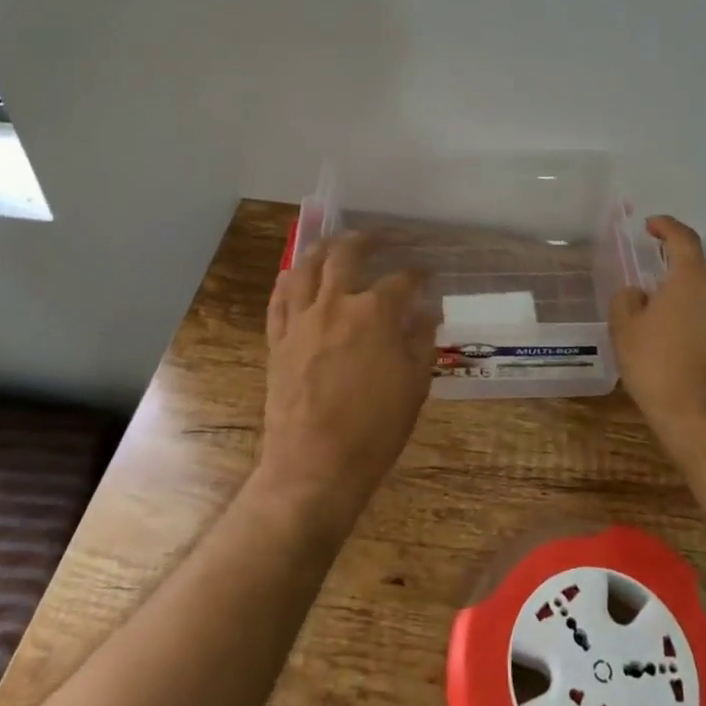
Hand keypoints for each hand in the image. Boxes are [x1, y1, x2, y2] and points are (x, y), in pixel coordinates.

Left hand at [257, 233, 436, 537]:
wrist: (314, 467)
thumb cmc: (374, 430)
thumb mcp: (414, 385)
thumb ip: (421, 341)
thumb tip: (427, 312)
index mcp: (375, 314)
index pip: (401, 281)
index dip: (416, 275)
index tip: (425, 274)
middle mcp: (335, 305)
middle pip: (345, 256)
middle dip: (362, 241)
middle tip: (372, 238)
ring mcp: (301, 321)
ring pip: (305, 268)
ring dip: (319, 250)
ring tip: (330, 243)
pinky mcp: (278, 341)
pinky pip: (278, 300)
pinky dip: (286, 281)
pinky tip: (291, 274)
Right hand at [611, 216, 705, 451]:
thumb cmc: (660, 369)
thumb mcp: (625, 331)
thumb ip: (627, 301)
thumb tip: (639, 294)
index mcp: (692, 282)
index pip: (683, 239)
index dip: (667, 227)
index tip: (652, 225)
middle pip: (693, 279)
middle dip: (671, 286)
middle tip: (646, 306)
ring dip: (685, 315)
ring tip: (661, 341)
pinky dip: (700, 340)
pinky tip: (682, 365)